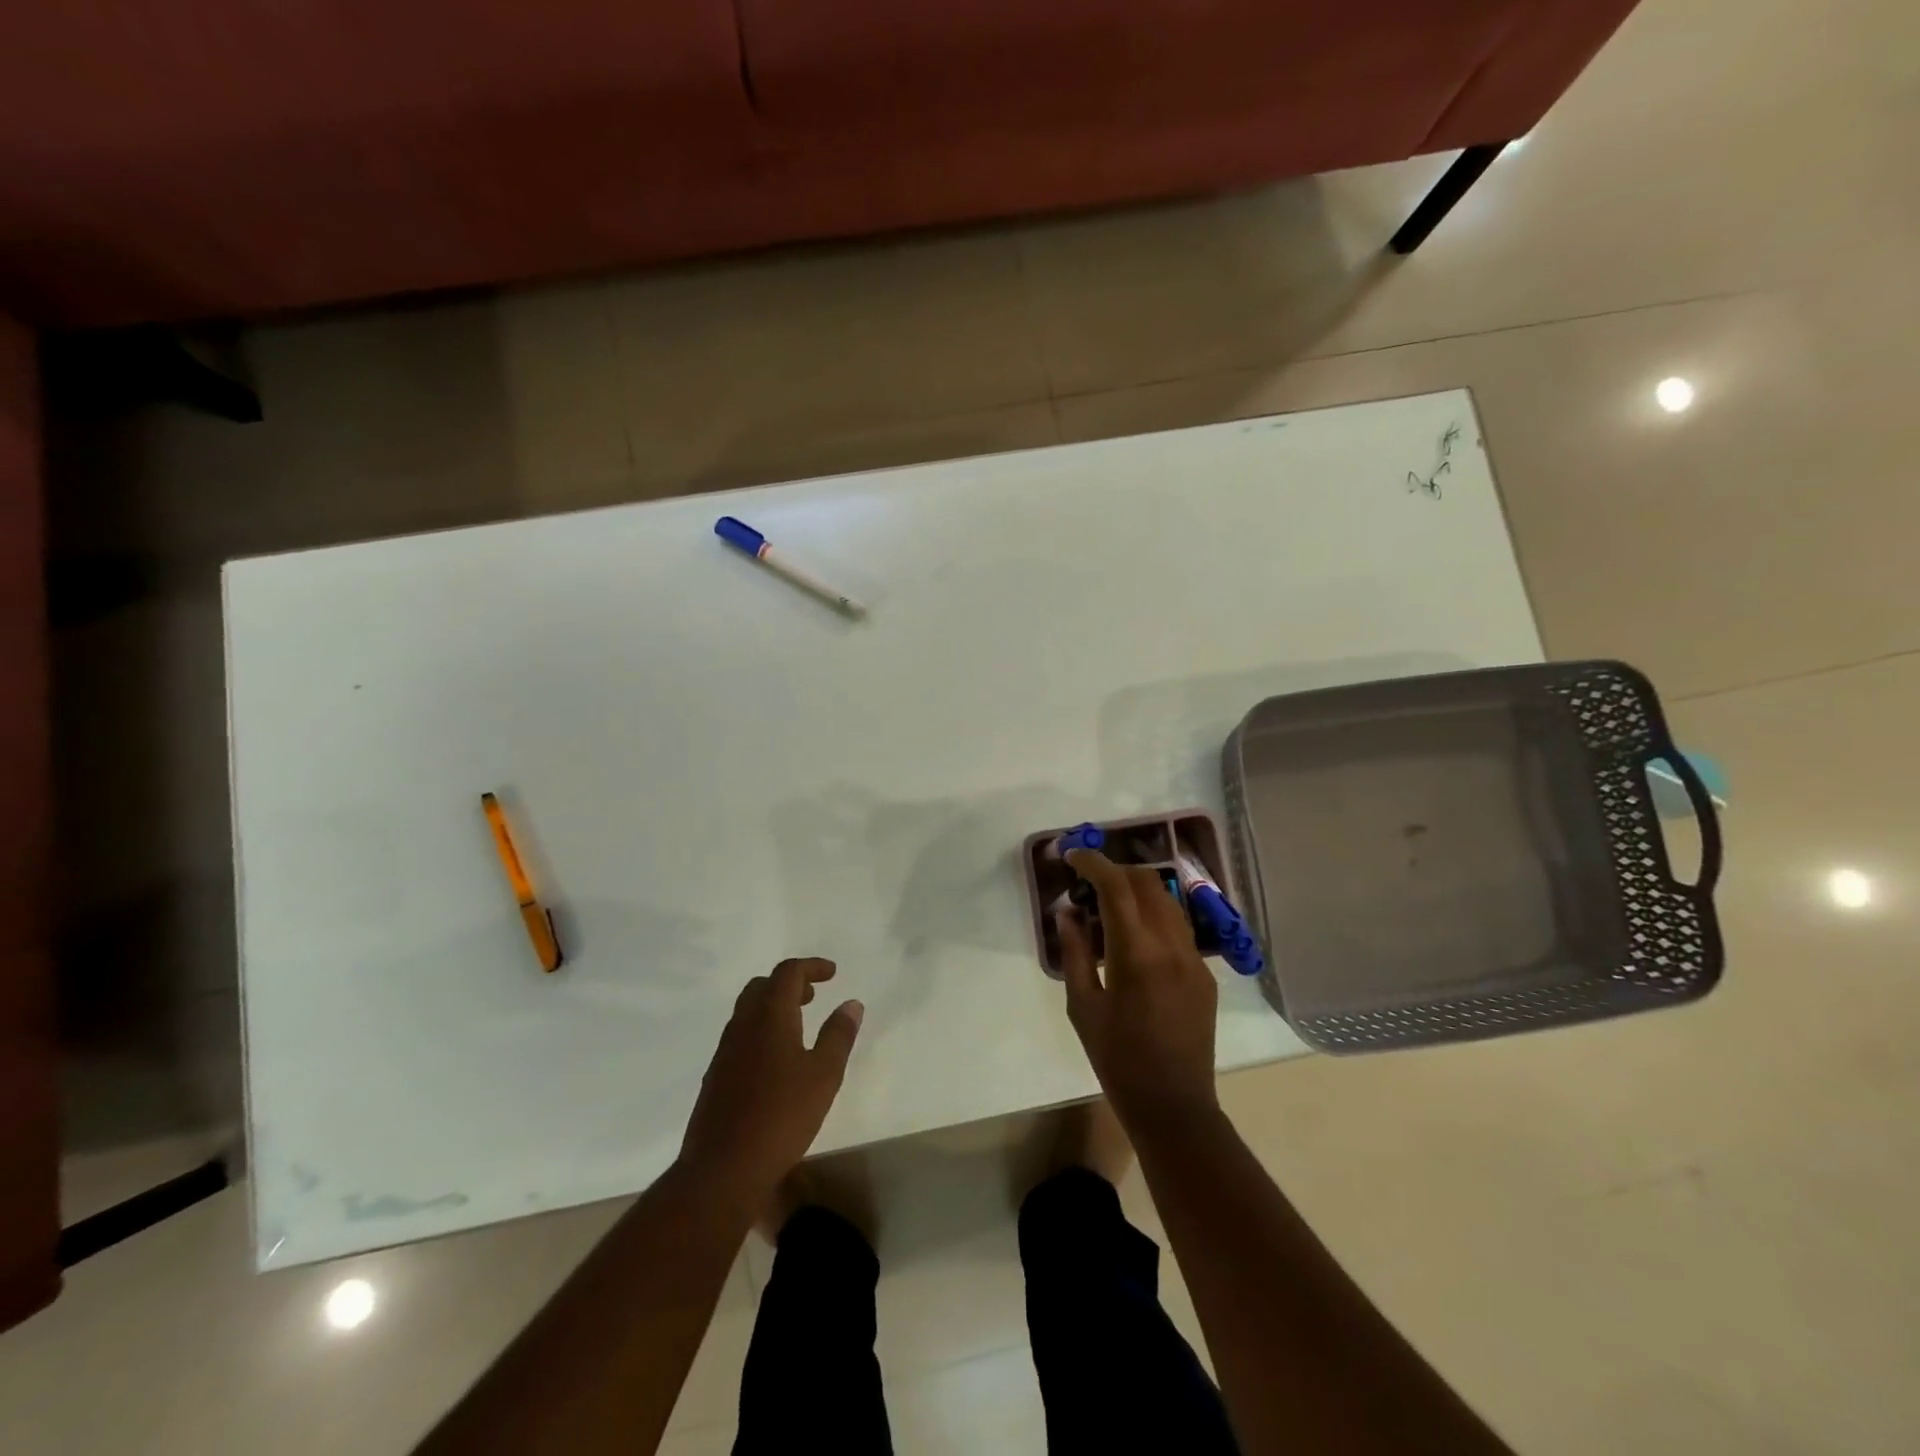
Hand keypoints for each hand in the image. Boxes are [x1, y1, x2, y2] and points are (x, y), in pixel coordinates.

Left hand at [679, 959, 863, 1197]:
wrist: (722, 1170)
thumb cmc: (781, 1116)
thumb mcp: (824, 1075)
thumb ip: (838, 1035)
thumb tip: (851, 1003)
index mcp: (770, 1017)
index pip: (787, 973)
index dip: (811, 967)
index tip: (832, 973)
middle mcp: (743, 1026)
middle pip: (762, 986)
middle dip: (789, 983)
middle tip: (813, 995)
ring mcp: (725, 1052)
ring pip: (747, 1011)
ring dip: (773, 1006)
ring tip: (798, 1025)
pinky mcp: (716, 1076)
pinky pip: (740, 1035)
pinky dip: (760, 1030)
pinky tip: (776, 1059)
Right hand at [1057, 849, 1219, 1131]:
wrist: (1174, 1105)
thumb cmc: (1117, 1060)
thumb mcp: (1083, 1006)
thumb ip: (1074, 952)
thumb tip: (1067, 912)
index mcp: (1136, 954)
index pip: (1116, 887)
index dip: (1092, 863)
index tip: (1072, 856)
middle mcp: (1171, 946)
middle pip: (1147, 882)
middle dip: (1115, 872)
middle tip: (1087, 883)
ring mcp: (1194, 958)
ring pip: (1167, 900)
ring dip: (1137, 891)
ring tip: (1109, 908)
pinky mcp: (1204, 973)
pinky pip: (1178, 927)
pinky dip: (1153, 916)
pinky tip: (1134, 938)